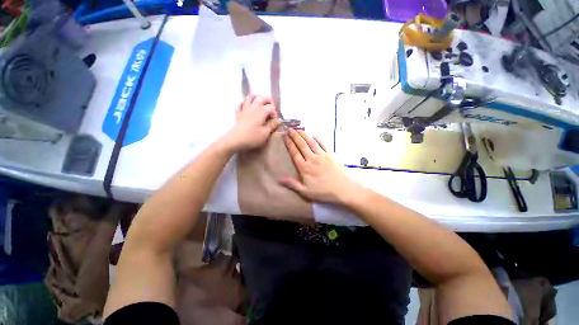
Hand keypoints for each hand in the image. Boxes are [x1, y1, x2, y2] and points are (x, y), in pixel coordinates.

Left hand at [221, 95, 279, 150]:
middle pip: (261, 98)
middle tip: (272, 107)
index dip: (275, 113)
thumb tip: (278, 121)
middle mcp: (253, 107)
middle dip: (268, 101)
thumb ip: (272, 125)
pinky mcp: (239, 113)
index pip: (271, 107)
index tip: (275, 122)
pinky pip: (241, 103)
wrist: (235, 140)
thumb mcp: (265, 133)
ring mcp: (245, 109)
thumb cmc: (252, 137)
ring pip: (250, 97)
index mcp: (261, 112)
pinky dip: (245, 102)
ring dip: (257, 98)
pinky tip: (247, 106)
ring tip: (261, 102)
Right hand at [279, 129, 361, 204]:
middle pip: (302, 145)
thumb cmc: (324, 192)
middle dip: (295, 136)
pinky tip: (314, 135)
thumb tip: (279, 179)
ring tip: (299, 129)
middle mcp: (312, 159)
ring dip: (304, 135)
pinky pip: (323, 144)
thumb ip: (293, 184)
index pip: (295, 153)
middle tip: (290, 129)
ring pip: (311, 143)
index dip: (289, 144)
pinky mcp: (331, 154)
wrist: (344, 188)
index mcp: (305, 168)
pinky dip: (318, 139)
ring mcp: (322, 155)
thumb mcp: (306, 192)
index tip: (285, 137)